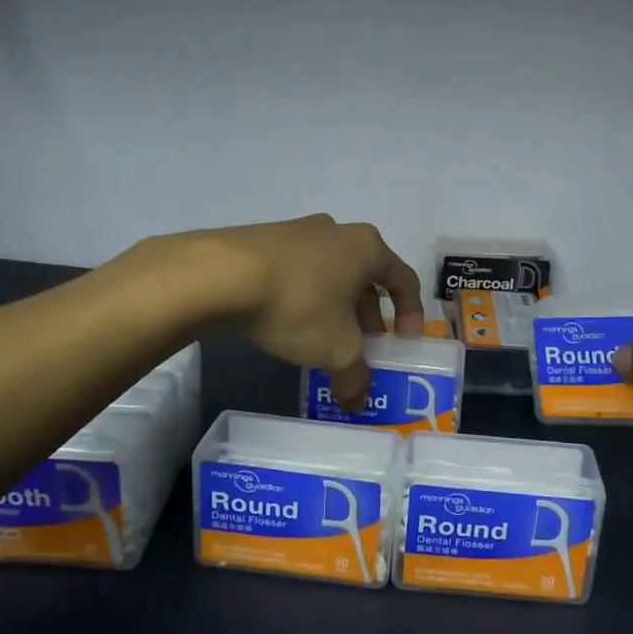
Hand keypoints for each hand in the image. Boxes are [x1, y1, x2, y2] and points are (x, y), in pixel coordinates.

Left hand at [194, 214, 422, 407]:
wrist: (221, 275)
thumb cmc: (299, 304)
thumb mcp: (336, 349)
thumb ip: (355, 376)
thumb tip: (358, 401)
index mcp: (368, 248)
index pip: (404, 280)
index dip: (411, 314)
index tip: (405, 343)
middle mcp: (339, 232)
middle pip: (366, 278)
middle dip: (369, 317)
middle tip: (364, 348)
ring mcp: (299, 232)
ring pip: (331, 275)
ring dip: (336, 309)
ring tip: (326, 341)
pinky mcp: (265, 241)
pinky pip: (299, 273)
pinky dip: (305, 299)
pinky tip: (290, 325)